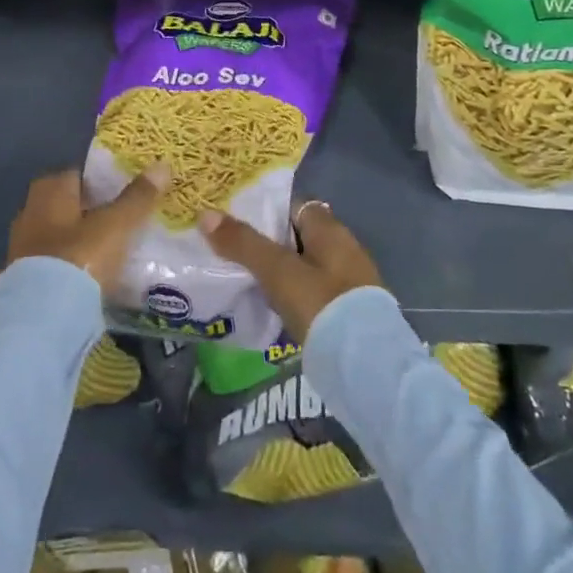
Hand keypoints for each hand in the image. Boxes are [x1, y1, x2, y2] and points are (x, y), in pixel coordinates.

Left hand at [7, 165, 169, 288]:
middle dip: (92, 211)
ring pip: (60, 234)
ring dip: (80, 240)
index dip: (102, 181)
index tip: (125, 193)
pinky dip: (71, 265)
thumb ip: (138, 197)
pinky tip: (92, 276)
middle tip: (122, 222)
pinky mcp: (24, 278)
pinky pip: (54, 262)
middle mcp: (31, 211)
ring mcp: (23, 246)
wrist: (42, 316)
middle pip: (68, 204)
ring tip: (112, 251)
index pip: (78, 174)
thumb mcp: (116, 225)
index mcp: (50, 190)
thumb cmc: (79, 256)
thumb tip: (162, 166)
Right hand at [196, 200, 382, 343]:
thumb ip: (243, 244)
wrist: (366, 366)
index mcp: (330, 230)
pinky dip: (293, 296)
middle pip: (298, 237)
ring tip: (244, 280)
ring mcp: (349, 283)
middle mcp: (344, 249)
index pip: (294, 206)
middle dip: (269, 244)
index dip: (266, 210)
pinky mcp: (348, 314)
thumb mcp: (277, 271)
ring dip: (281, 273)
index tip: (236, 220)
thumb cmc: (322, 304)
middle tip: (232, 252)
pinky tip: (271, 308)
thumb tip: (205, 214)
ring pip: (305, 267)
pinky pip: (313, 294)